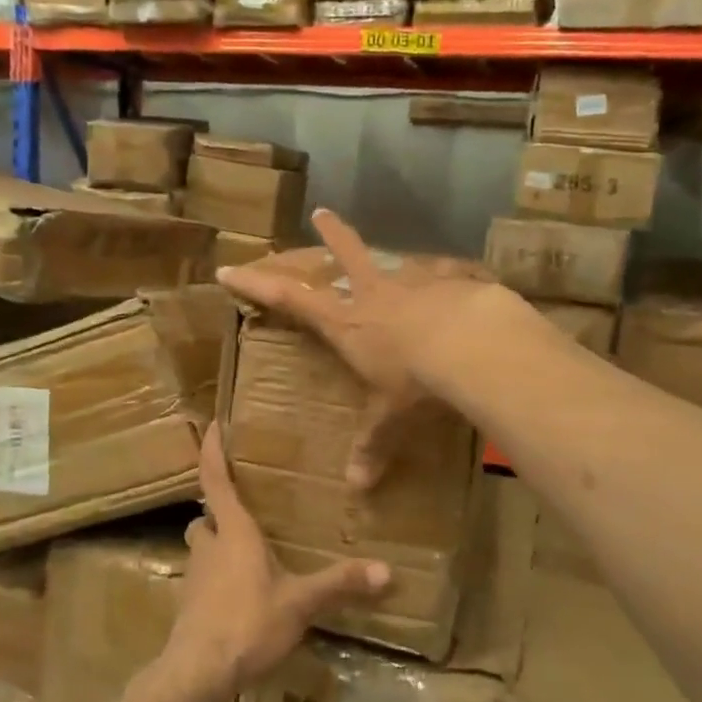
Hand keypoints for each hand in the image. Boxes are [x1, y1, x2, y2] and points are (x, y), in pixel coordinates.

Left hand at [164, 425, 389, 696]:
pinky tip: (240, 595)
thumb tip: (388, 571)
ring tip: (246, 552)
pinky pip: (203, 579)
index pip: (215, 479)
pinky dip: (217, 578)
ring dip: (217, 544)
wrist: (198, 673)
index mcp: (233, 531)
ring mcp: (194, 577)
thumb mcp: (300, 603)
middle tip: (244, 507)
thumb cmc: (247, 622)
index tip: (213, 424)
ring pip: (202, 548)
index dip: (212, 450)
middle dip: (219, 510)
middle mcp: (209, 546)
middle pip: (206, 516)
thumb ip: (340, 584)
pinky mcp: (189, 606)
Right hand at [217, 208, 502, 488]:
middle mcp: (374, 295)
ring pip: (393, 261)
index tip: (229, 268)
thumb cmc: (416, 381)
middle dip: (332, 235)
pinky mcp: (450, 280)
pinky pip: (442, 276)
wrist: (473, 345)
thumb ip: (374, 445)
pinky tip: (458, 282)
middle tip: (322, 213)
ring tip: (395, 256)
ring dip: (388, 256)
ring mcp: (413, 282)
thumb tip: (357, 488)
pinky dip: (444, 279)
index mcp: (347, 324)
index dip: (257, 285)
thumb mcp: (391, 417)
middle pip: (345, 256)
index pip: (290, 300)